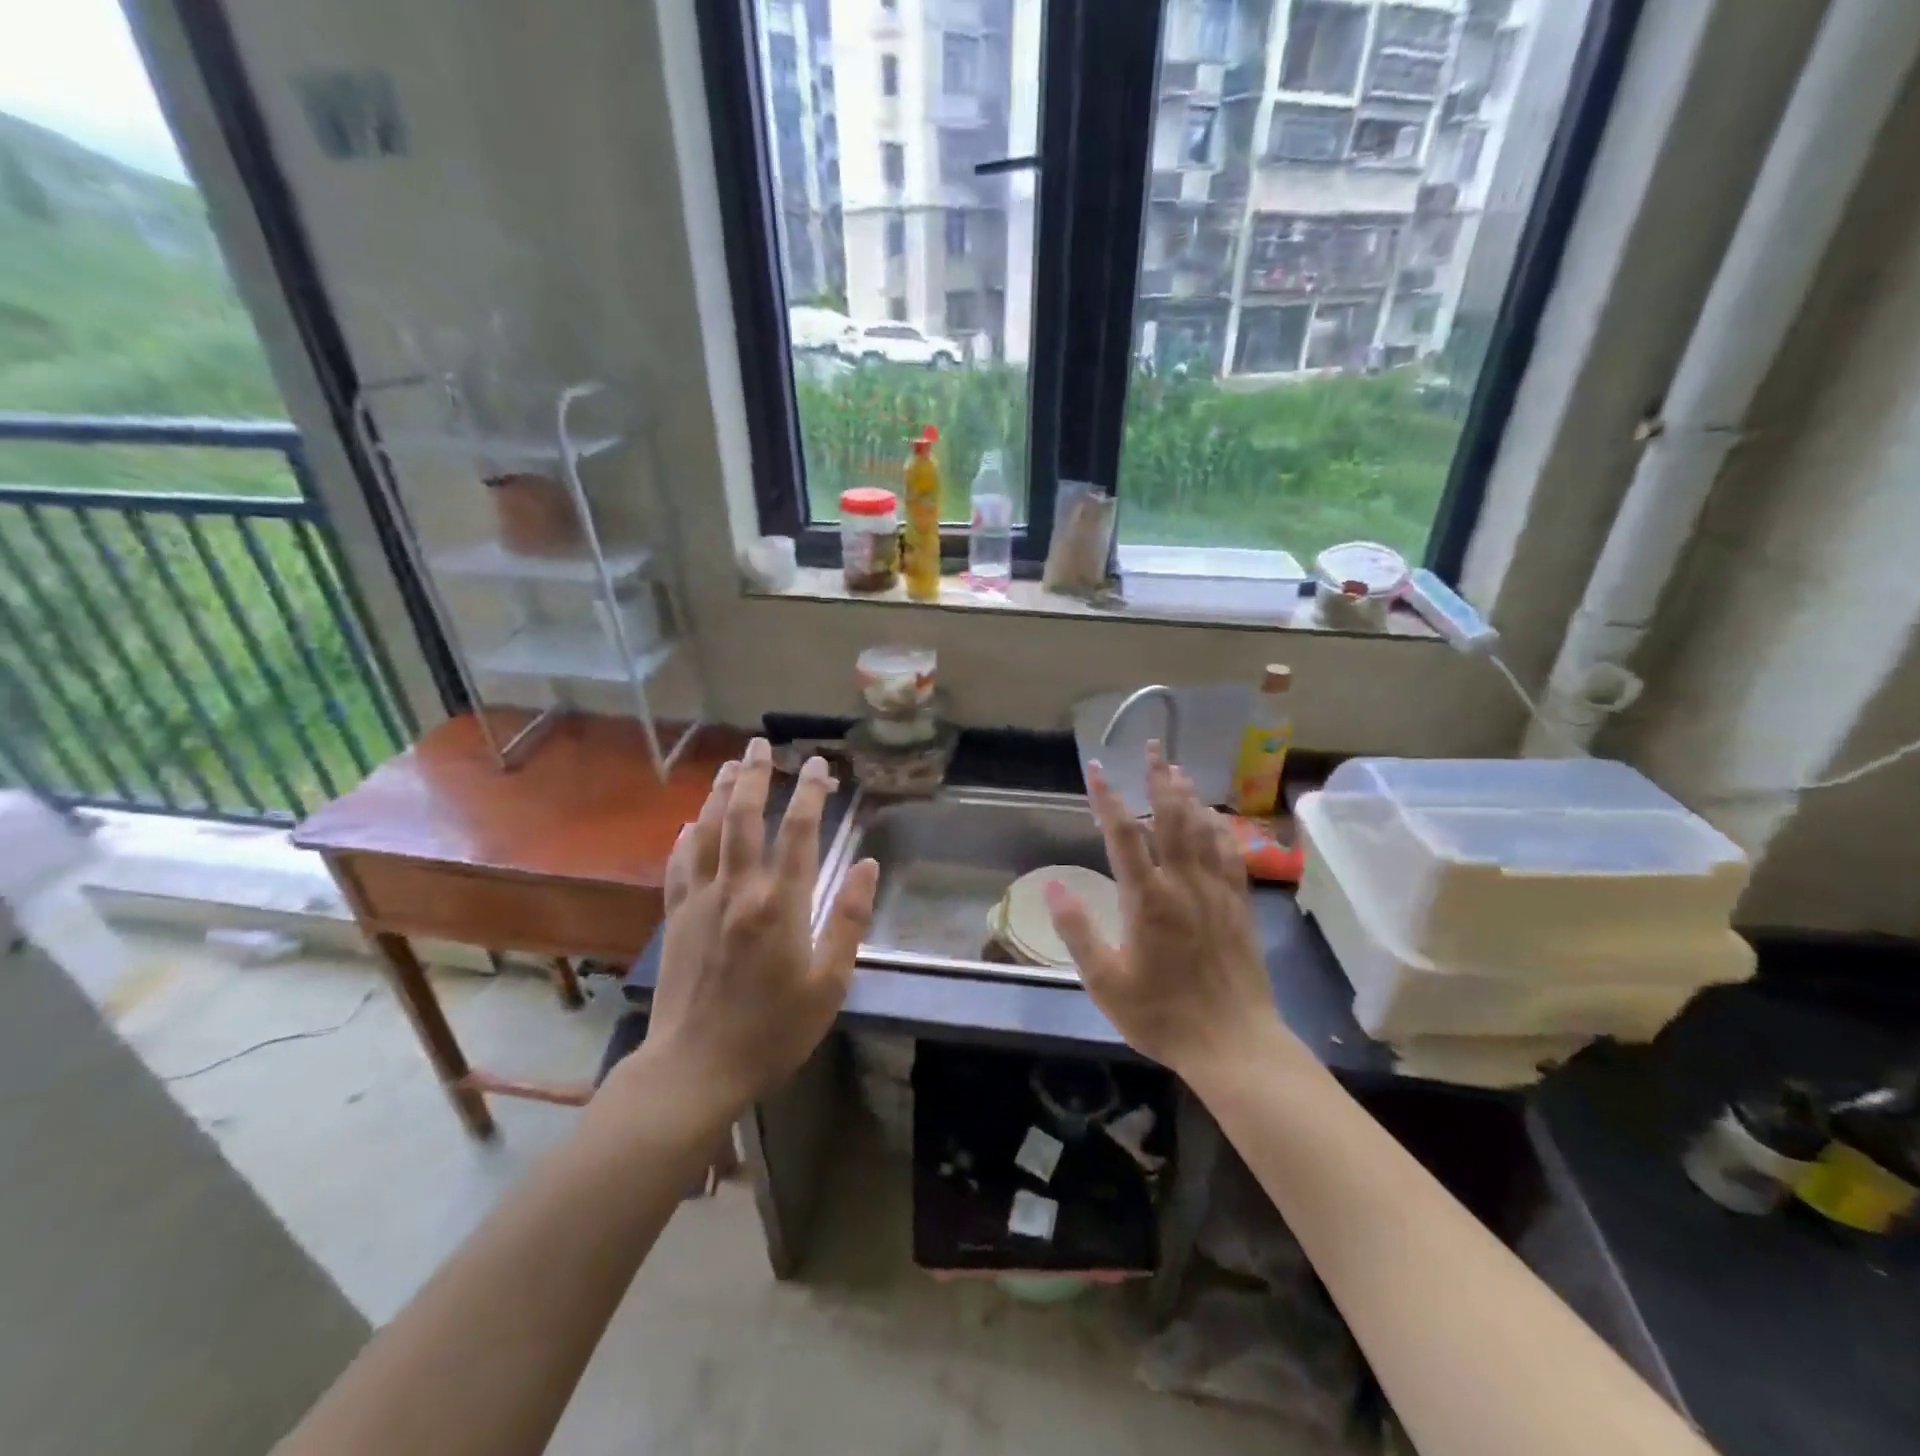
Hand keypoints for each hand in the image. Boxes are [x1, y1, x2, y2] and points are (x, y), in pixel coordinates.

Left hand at [632, 738, 877, 1119]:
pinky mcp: (676, 919)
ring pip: (708, 833)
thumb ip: (848, 920)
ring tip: (729, 766)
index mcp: (779, 905)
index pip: (798, 832)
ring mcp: (700, 902)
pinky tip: (689, 824)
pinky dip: (686, 838)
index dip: (810, 792)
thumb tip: (867, 866)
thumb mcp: (829, 984)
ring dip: (719, 794)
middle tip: (761, 744)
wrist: (694, 1069)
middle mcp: (737, 890)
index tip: (818, 763)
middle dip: (755, 776)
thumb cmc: (773, 1031)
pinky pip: (679, 866)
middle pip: (744, 818)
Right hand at [1045, 742, 1286, 1079]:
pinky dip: (1219, 828)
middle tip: (1153, 747)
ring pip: (1202, 830)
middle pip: (1171, 819)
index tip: (1095, 767)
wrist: (1234, 1045)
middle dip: (1158, 779)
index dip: (1107, 798)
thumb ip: (1078, 930)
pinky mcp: (1239, 906)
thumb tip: (1051, 886)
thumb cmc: (1162, 1015)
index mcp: (1147, 899)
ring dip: (1188, 796)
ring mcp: (1216, 892)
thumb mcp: (1105, 982)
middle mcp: (1184, 884)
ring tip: (1177, 769)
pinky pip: (1230, 854)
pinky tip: (1214, 817)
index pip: (1123, 835)